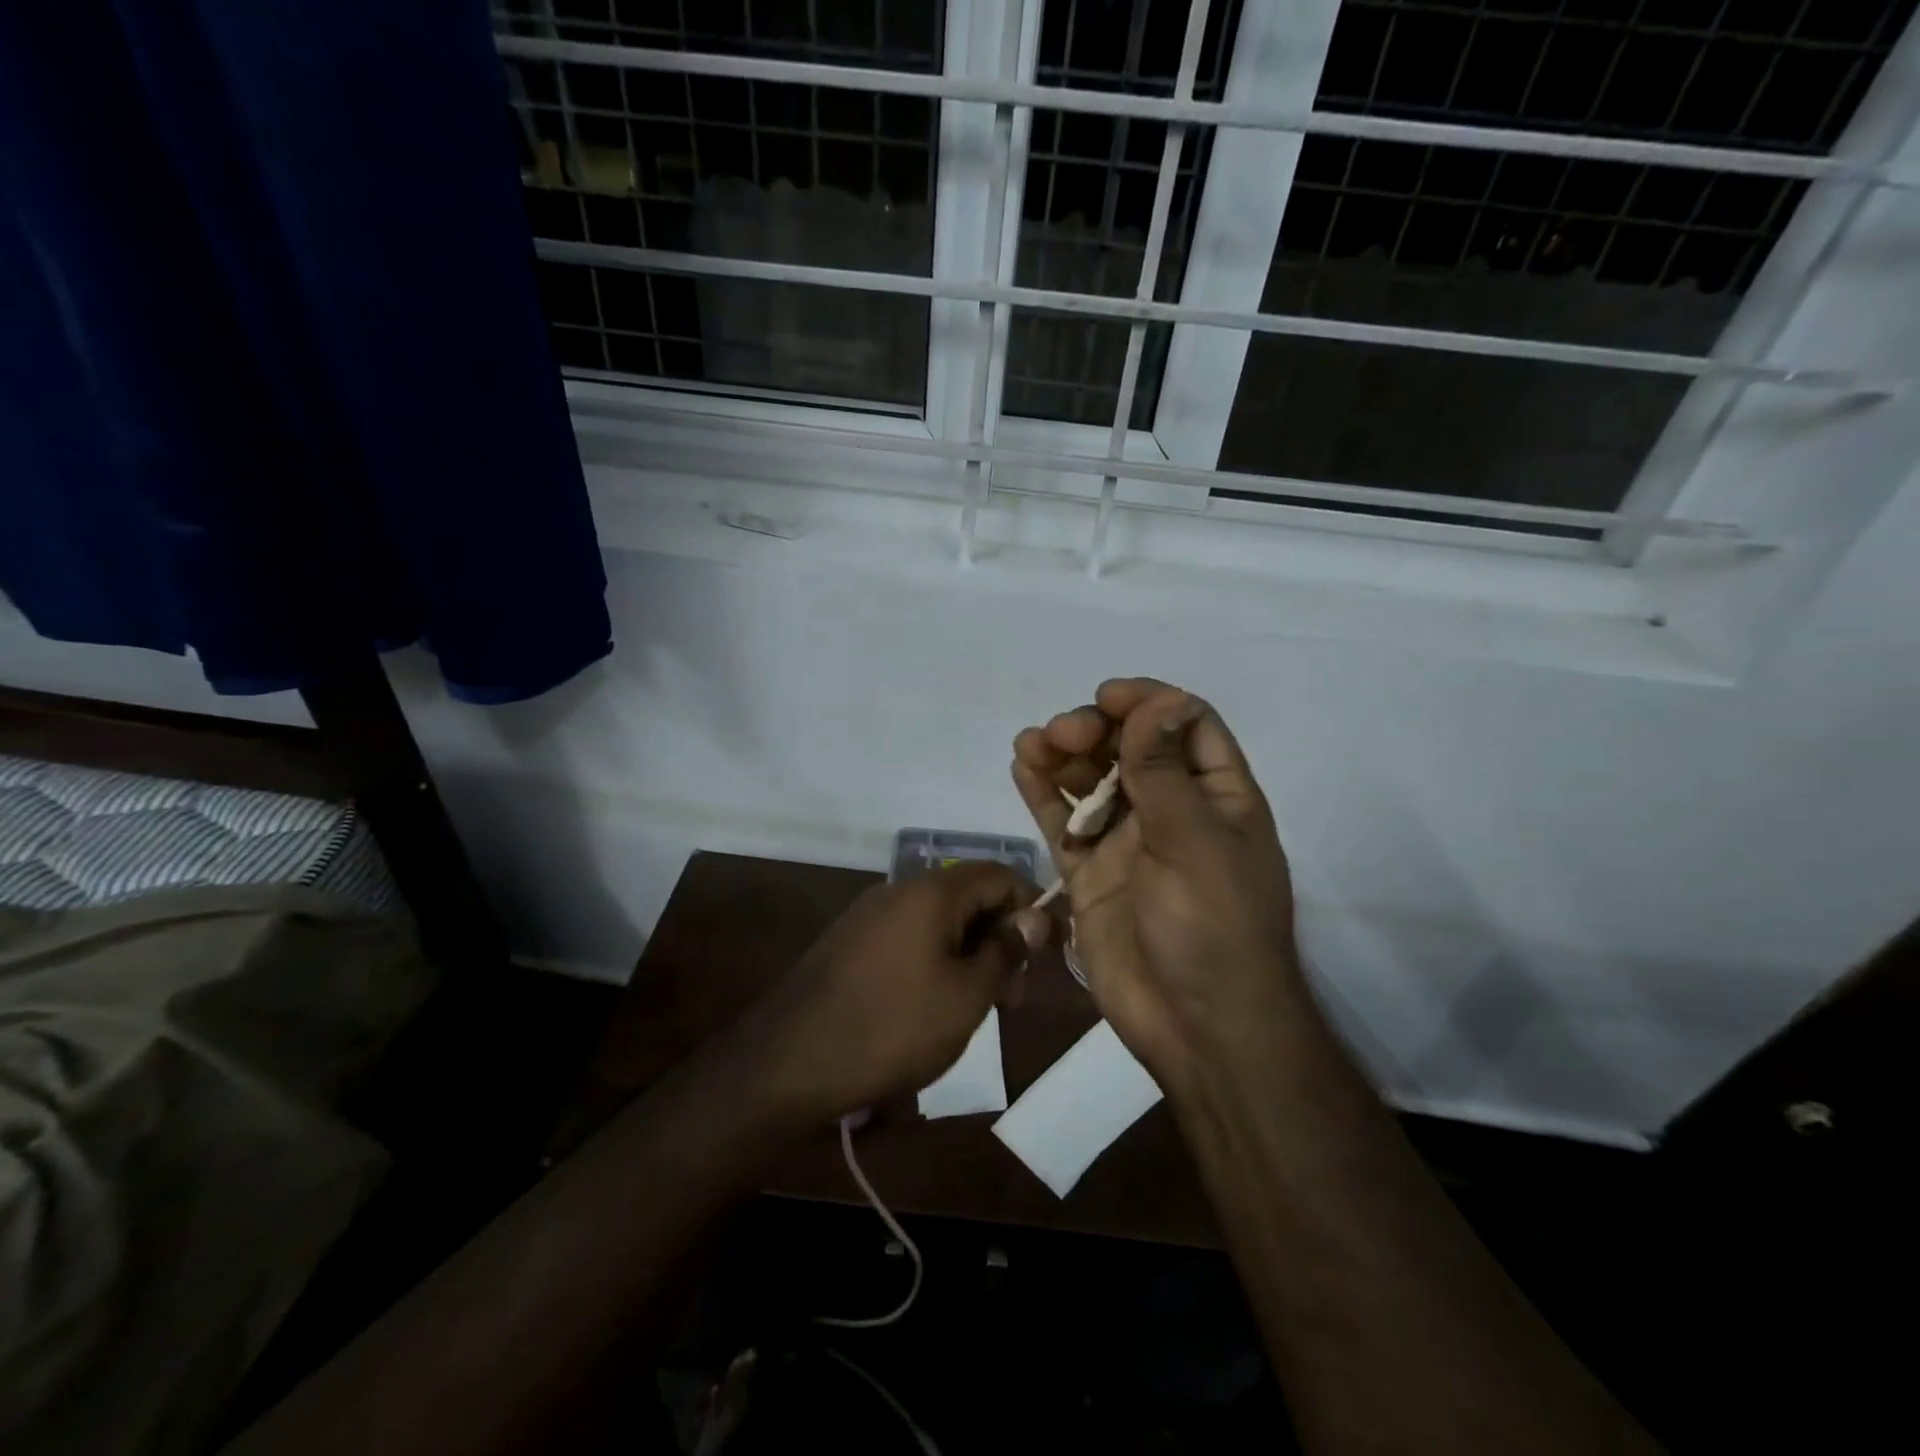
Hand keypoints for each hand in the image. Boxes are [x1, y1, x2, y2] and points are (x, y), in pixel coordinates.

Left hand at [738, 862, 1047, 1125]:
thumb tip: (1036, 916)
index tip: (1050, 952)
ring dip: (970, 954)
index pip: (1000, 875)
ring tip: (977, 1007)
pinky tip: (936, 1005)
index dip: (1033, 907)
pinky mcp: (851, 942)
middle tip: (1013, 997)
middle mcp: (899, 890)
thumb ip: (1006, 950)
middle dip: (1001, 938)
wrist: (790, 1062)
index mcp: (931, 892)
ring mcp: (870, 915)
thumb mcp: (967, 995)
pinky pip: (910, 937)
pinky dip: (937, 960)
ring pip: (939, 920)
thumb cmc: (893, 1027)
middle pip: (969, 896)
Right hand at [1012, 678, 1302, 1082]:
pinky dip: (1043, 795)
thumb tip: (1157, 700)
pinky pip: (1064, 824)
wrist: (1197, 1027)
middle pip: (1131, 748)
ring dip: (1063, 756)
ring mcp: (1128, 844)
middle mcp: (1172, 812)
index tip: (1107, 697)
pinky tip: (1022, 766)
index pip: (1187, 726)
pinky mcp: (1091, 875)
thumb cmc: (1213, 927)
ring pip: (1092, 782)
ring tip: (1031, 744)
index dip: (1149, 702)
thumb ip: (1164, 772)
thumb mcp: (1194, 841)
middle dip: (1096, 731)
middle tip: (1064, 734)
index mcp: (1216, 798)